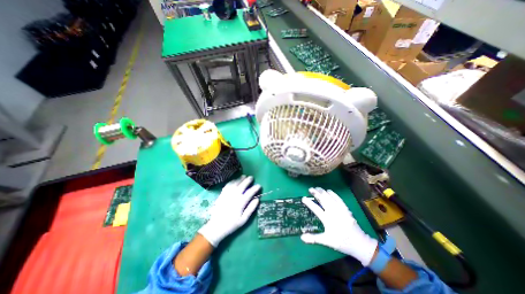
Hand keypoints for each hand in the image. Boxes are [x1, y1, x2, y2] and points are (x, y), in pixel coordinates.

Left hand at [198, 175, 260, 246]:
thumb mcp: (243, 220)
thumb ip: (251, 209)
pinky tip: (235, 180)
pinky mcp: (221, 194)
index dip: (255, 188)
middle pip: (242, 185)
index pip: (250, 192)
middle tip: (251, 177)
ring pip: (235, 183)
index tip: (259, 185)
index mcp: (240, 203)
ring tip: (244, 176)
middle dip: (248, 180)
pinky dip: (232, 181)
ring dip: (240, 179)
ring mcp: (227, 194)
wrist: (216, 227)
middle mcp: (234, 196)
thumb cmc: (231, 224)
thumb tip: (257, 199)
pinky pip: (227, 185)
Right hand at [300, 188, 377, 265]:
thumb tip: (301, 237)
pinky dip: (333, 193)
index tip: (303, 198)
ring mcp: (340, 209)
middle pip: (323, 199)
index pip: (316, 208)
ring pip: (330, 197)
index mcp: (327, 219)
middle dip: (316, 193)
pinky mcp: (345, 208)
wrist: (359, 243)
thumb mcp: (327, 241)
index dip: (309, 203)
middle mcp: (333, 212)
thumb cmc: (341, 242)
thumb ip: (314, 238)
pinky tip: (329, 190)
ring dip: (323, 191)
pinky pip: (338, 198)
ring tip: (317, 188)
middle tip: (310, 189)